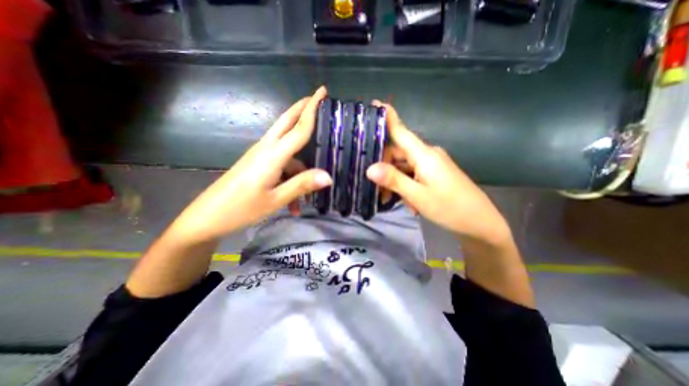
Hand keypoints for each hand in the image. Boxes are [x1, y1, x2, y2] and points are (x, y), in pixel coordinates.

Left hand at [163, 88, 330, 244]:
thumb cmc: (241, 209)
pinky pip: (281, 166)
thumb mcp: (276, 199)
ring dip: (301, 170)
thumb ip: (302, 185)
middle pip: (286, 122)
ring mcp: (259, 156)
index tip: (322, 92)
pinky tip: (293, 204)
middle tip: (317, 99)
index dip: (312, 109)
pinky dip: (290, 180)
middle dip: (302, 109)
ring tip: (305, 199)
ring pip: (288, 153)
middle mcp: (265, 149)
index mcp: (272, 155)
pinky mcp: (256, 164)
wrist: (207, 218)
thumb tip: (329, 176)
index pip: (298, 128)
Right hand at [365, 101, 509, 246]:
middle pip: (397, 152)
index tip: (372, 105)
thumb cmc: (450, 208)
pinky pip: (412, 174)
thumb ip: (394, 180)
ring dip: (394, 181)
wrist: (480, 223)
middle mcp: (427, 155)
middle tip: (374, 187)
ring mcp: (431, 164)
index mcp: (424, 155)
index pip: (401, 131)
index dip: (387, 117)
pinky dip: (404, 185)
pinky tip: (406, 201)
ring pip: (403, 166)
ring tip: (389, 200)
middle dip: (384, 168)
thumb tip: (370, 168)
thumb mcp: (418, 196)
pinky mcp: (433, 173)